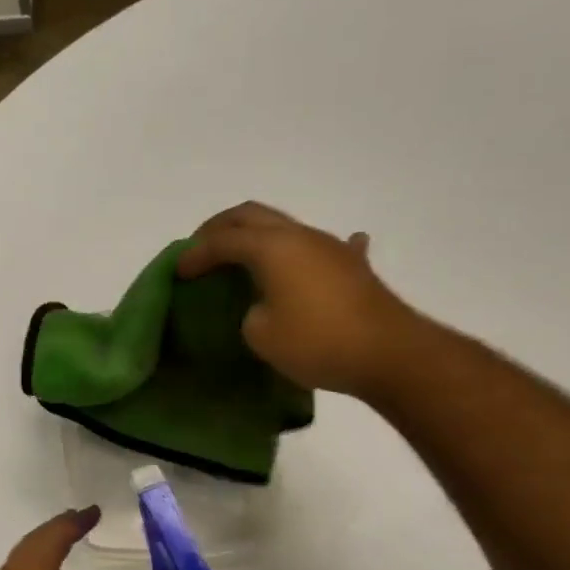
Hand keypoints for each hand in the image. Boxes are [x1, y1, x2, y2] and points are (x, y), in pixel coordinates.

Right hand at [177, 202, 418, 395]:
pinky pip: (317, 248)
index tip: (178, 272)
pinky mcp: (351, 266)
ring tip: (237, 261)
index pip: (222, 240)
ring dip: (254, 238)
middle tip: (200, 250)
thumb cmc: (317, 341)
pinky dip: (298, 253)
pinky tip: (303, 262)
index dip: (194, 254)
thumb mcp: (260, 333)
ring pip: (282, 227)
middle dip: (219, 228)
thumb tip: (263, 304)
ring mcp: (330, 247)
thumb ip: (249, 310)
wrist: (391, 355)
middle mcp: (299, 236)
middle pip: (250, 215)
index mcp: (271, 247)